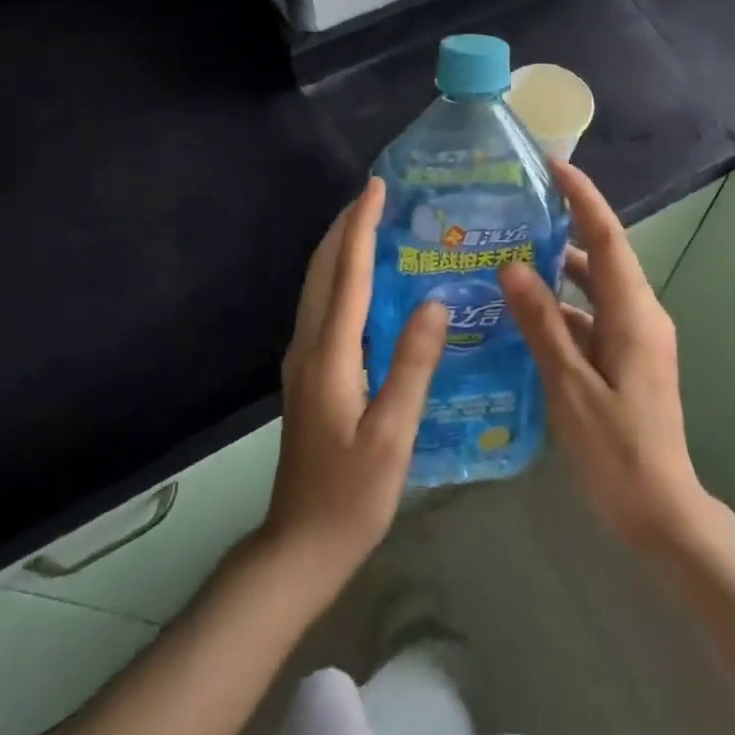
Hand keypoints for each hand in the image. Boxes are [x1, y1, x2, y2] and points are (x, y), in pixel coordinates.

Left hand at [259, 178, 446, 601]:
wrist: (299, 546)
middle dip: (345, 227)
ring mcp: (303, 361)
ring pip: (318, 287)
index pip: (346, 275)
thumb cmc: (352, 495)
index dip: (360, 227)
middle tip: (377, 196)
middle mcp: (308, 347)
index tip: (376, 188)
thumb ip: (412, 366)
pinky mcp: (308, 375)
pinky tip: (366, 283)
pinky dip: (340, 278)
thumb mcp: (393, 435)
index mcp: (329, 355)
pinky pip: (323, 308)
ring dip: (340, 249)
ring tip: (373, 225)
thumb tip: (435, 302)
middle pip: (322, 271)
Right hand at [500, 160, 711, 552]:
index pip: (606, 237)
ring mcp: (636, 338)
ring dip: (558, 270)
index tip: (553, 165)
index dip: (582, 197)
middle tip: (517, 208)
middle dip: (565, 226)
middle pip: (602, 256)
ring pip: (594, 289)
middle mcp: (640, 315)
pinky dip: (561, 309)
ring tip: (509, 254)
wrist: (661, 511)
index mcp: (634, 313)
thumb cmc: (616, 449)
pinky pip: (592, 317)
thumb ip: (542, 323)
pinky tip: (523, 315)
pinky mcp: (628, 359)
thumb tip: (513, 267)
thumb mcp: (569, 385)